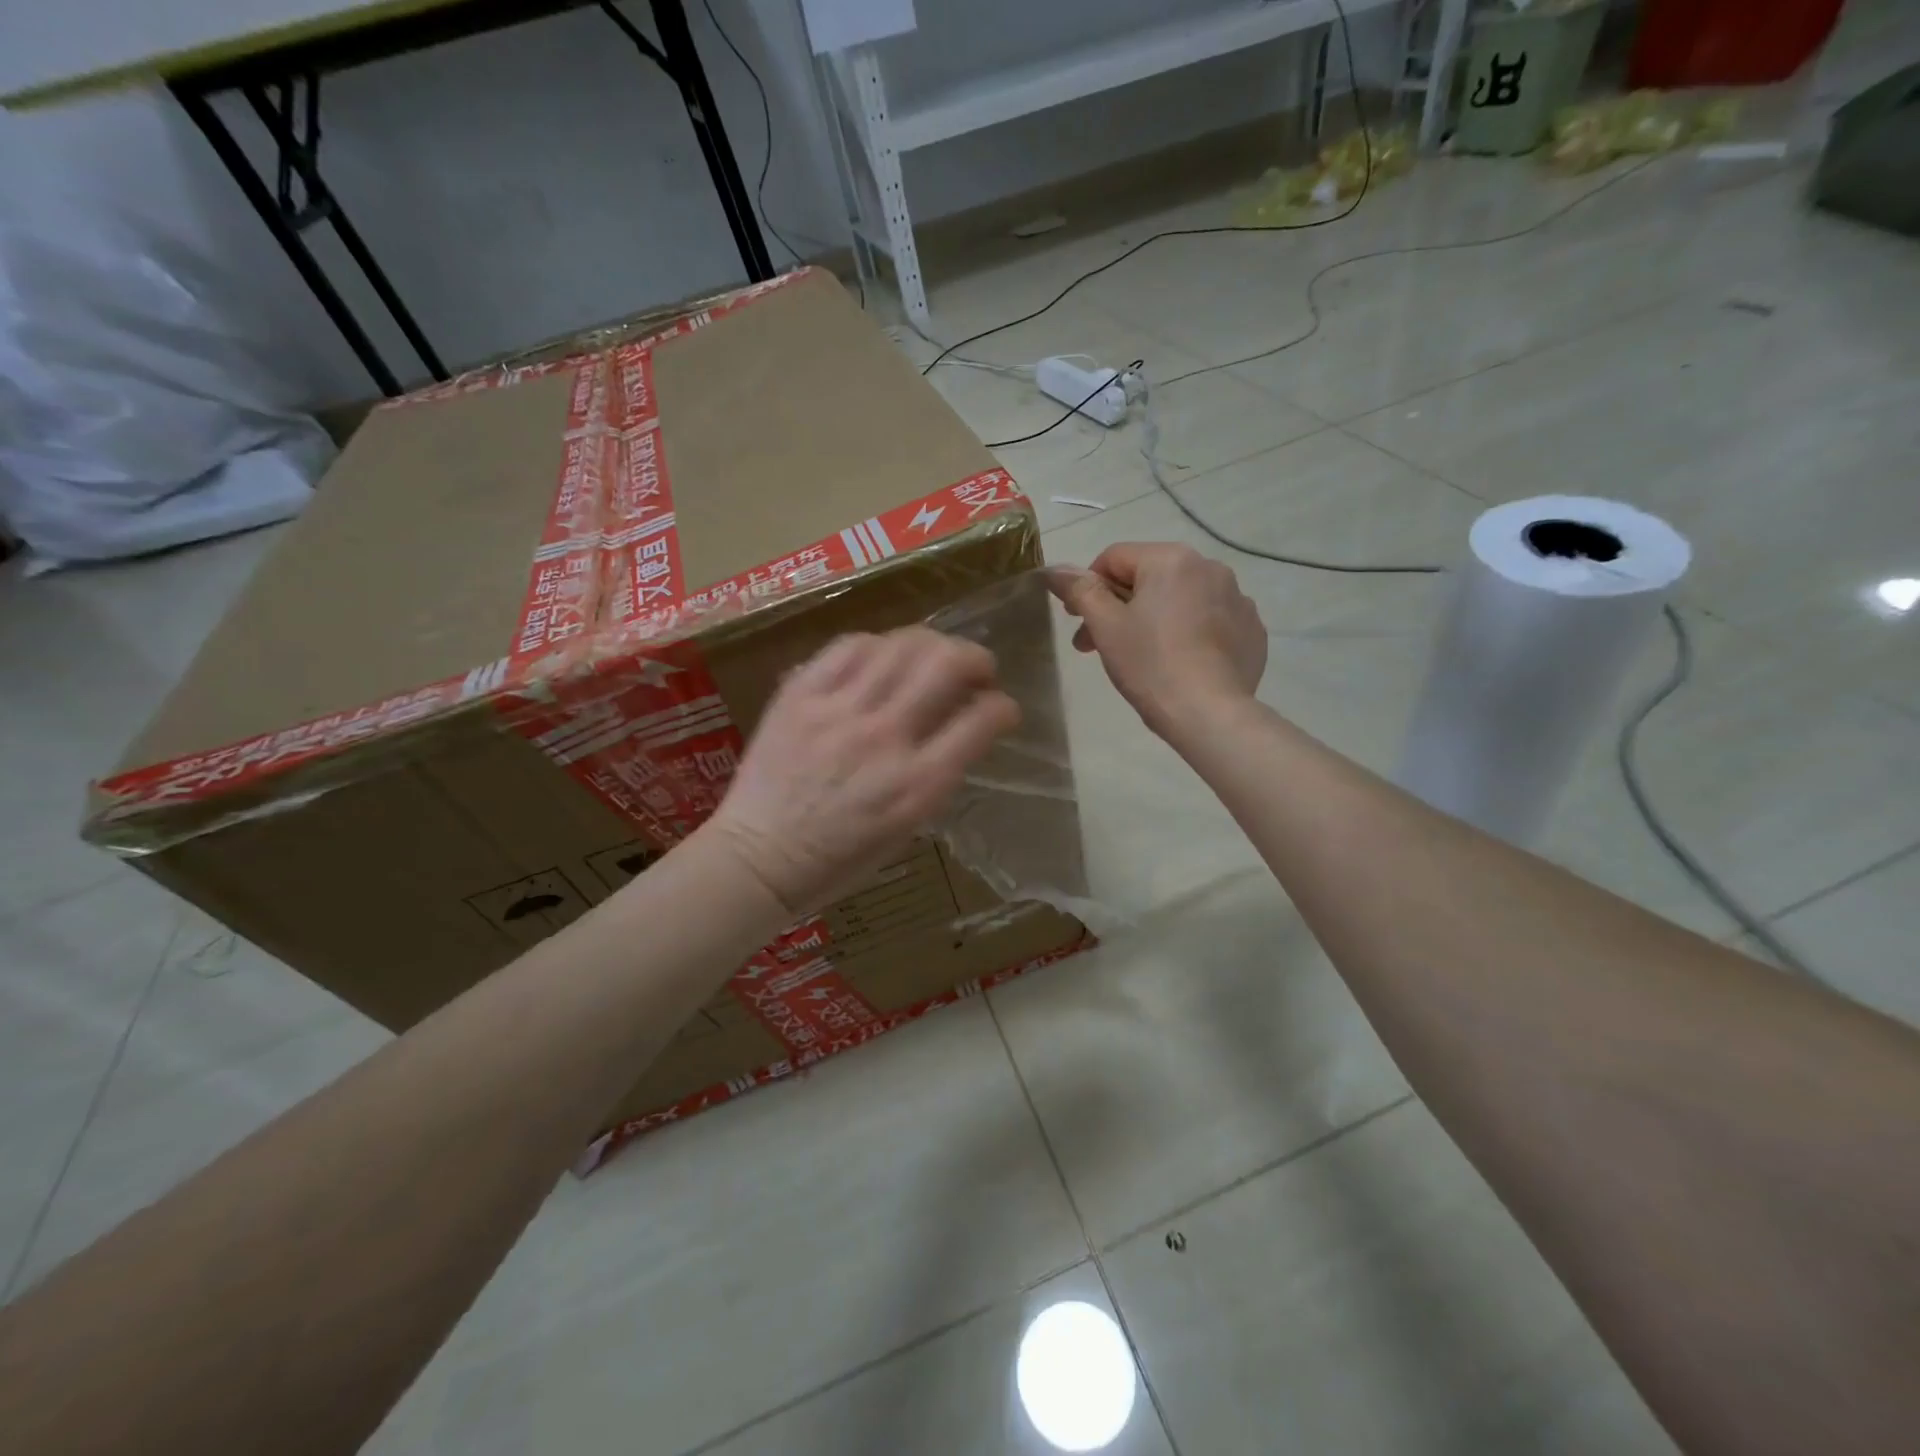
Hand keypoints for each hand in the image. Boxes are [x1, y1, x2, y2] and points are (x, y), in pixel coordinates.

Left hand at [705, 628, 1019, 913]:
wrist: (759, 859)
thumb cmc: (839, 860)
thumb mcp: (908, 828)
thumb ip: (939, 774)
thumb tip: (960, 727)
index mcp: (918, 784)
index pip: (982, 720)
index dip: (1003, 707)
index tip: (1001, 708)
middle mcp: (885, 738)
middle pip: (947, 664)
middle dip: (976, 658)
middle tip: (975, 669)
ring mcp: (839, 711)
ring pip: (902, 644)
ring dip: (930, 644)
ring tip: (930, 656)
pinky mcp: (801, 695)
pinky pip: (849, 646)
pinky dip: (877, 644)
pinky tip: (881, 656)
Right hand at [1052, 542, 1266, 740]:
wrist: (1210, 713)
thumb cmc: (1150, 664)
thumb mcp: (1106, 626)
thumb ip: (1080, 590)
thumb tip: (1056, 569)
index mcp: (1171, 559)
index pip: (1114, 558)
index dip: (1088, 587)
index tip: (1076, 621)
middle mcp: (1210, 566)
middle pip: (1148, 578)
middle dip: (1118, 606)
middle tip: (1096, 645)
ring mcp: (1237, 598)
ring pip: (1181, 598)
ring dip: (1154, 618)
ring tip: (1139, 656)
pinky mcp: (1252, 629)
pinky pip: (1210, 620)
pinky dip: (1189, 633)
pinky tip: (1179, 662)